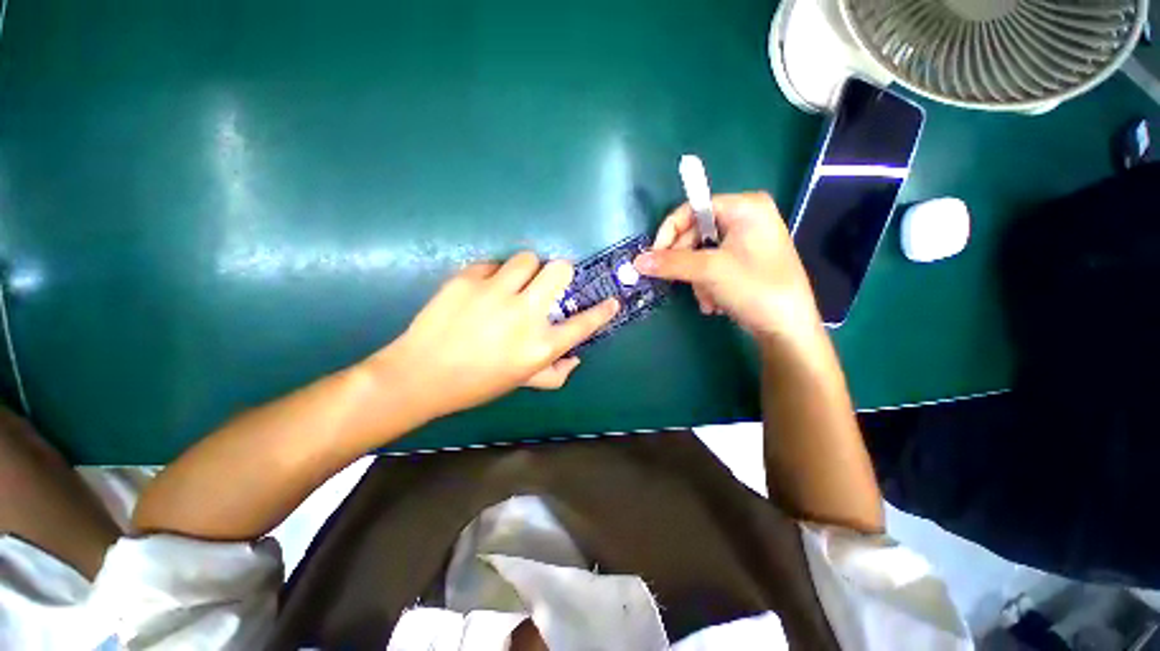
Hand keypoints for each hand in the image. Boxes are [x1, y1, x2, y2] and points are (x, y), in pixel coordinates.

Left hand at [380, 252, 618, 419]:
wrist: (420, 375)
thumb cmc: (476, 383)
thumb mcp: (521, 382)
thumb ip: (554, 373)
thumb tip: (575, 357)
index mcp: (540, 346)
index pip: (584, 324)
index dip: (602, 311)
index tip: (612, 301)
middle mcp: (524, 315)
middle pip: (559, 270)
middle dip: (560, 272)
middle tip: (547, 283)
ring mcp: (495, 293)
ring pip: (527, 258)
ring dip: (526, 270)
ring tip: (512, 284)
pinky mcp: (467, 279)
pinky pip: (493, 264)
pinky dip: (494, 274)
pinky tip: (482, 290)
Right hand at [633, 192, 819, 340]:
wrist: (788, 329)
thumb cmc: (754, 289)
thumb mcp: (709, 271)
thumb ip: (670, 262)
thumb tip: (637, 261)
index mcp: (745, 206)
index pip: (693, 208)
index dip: (670, 232)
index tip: (654, 257)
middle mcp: (747, 217)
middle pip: (696, 233)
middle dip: (687, 263)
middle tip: (679, 282)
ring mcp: (747, 240)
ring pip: (702, 254)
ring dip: (697, 279)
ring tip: (707, 299)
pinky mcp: (746, 261)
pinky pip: (713, 266)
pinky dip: (708, 284)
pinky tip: (715, 303)